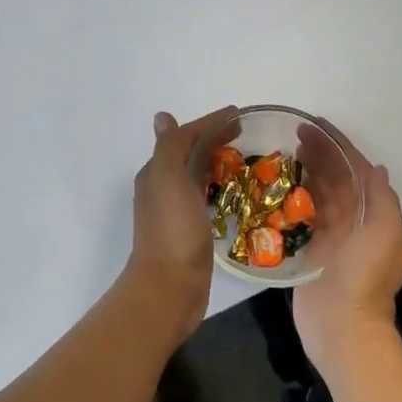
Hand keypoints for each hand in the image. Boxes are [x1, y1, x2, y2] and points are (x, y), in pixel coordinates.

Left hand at [127, 106, 238, 339]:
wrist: (169, 287)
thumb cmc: (172, 229)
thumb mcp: (168, 178)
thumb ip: (169, 147)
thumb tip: (162, 116)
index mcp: (156, 173)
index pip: (184, 137)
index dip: (209, 123)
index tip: (240, 115)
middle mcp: (162, 189)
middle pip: (190, 155)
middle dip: (214, 140)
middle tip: (246, 134)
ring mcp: (175, 212)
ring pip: (197, 177)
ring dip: (217, 163)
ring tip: (245, 159)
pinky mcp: (190, 232)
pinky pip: (205, 200)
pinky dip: (219, 189)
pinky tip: (235, 194)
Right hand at [293, 131, 401, 380]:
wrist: (343, 329)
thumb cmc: (364, 279)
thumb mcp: (384, 235)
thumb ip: (382, 200)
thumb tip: (375, 168)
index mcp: (375, 217)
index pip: (357, 171)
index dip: (339, 147)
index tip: (316, 126)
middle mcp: (356, 224)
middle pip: (337, 180)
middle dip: (320, 155)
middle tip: (294, 134)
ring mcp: (332, 238)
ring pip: (319, 195)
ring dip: (306, 172)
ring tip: (285, 152)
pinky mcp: (310, 252)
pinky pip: (303, 217)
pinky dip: (294, 198)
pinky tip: (276, 187)